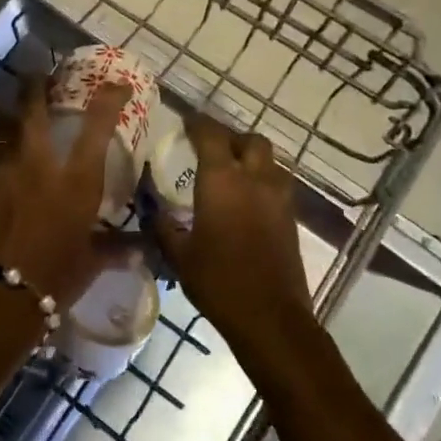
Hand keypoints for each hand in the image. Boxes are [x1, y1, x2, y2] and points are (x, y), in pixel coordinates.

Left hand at [0, 78, 131, 310]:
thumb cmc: (53, 281)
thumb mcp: (90, 264)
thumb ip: (114, 248)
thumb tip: (142, 247)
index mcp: (75, 181)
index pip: (97, 127)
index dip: (109, 99)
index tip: (116, 84)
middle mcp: (37, 164)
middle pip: (34, 110)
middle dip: (36, 87)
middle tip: (38, 76)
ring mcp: (0, 170)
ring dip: (3, 119)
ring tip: (4, 116)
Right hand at [154, 116, 312, 350]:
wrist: (271, 318)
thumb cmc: (218, 281)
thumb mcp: (179, 255)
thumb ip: (162, 227)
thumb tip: (149, 210)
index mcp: (222, 181)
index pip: (211, 134)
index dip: (197, 123)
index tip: (185, 122)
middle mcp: (254, 179)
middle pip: (250, 140)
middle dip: (231, 138)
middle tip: (212, 148)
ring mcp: (278, 198)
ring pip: (270, 161)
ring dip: (252, 158)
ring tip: (231, 172)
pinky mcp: (291, 218)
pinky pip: (278, 185)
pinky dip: (262, 181)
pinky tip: (247, 201)